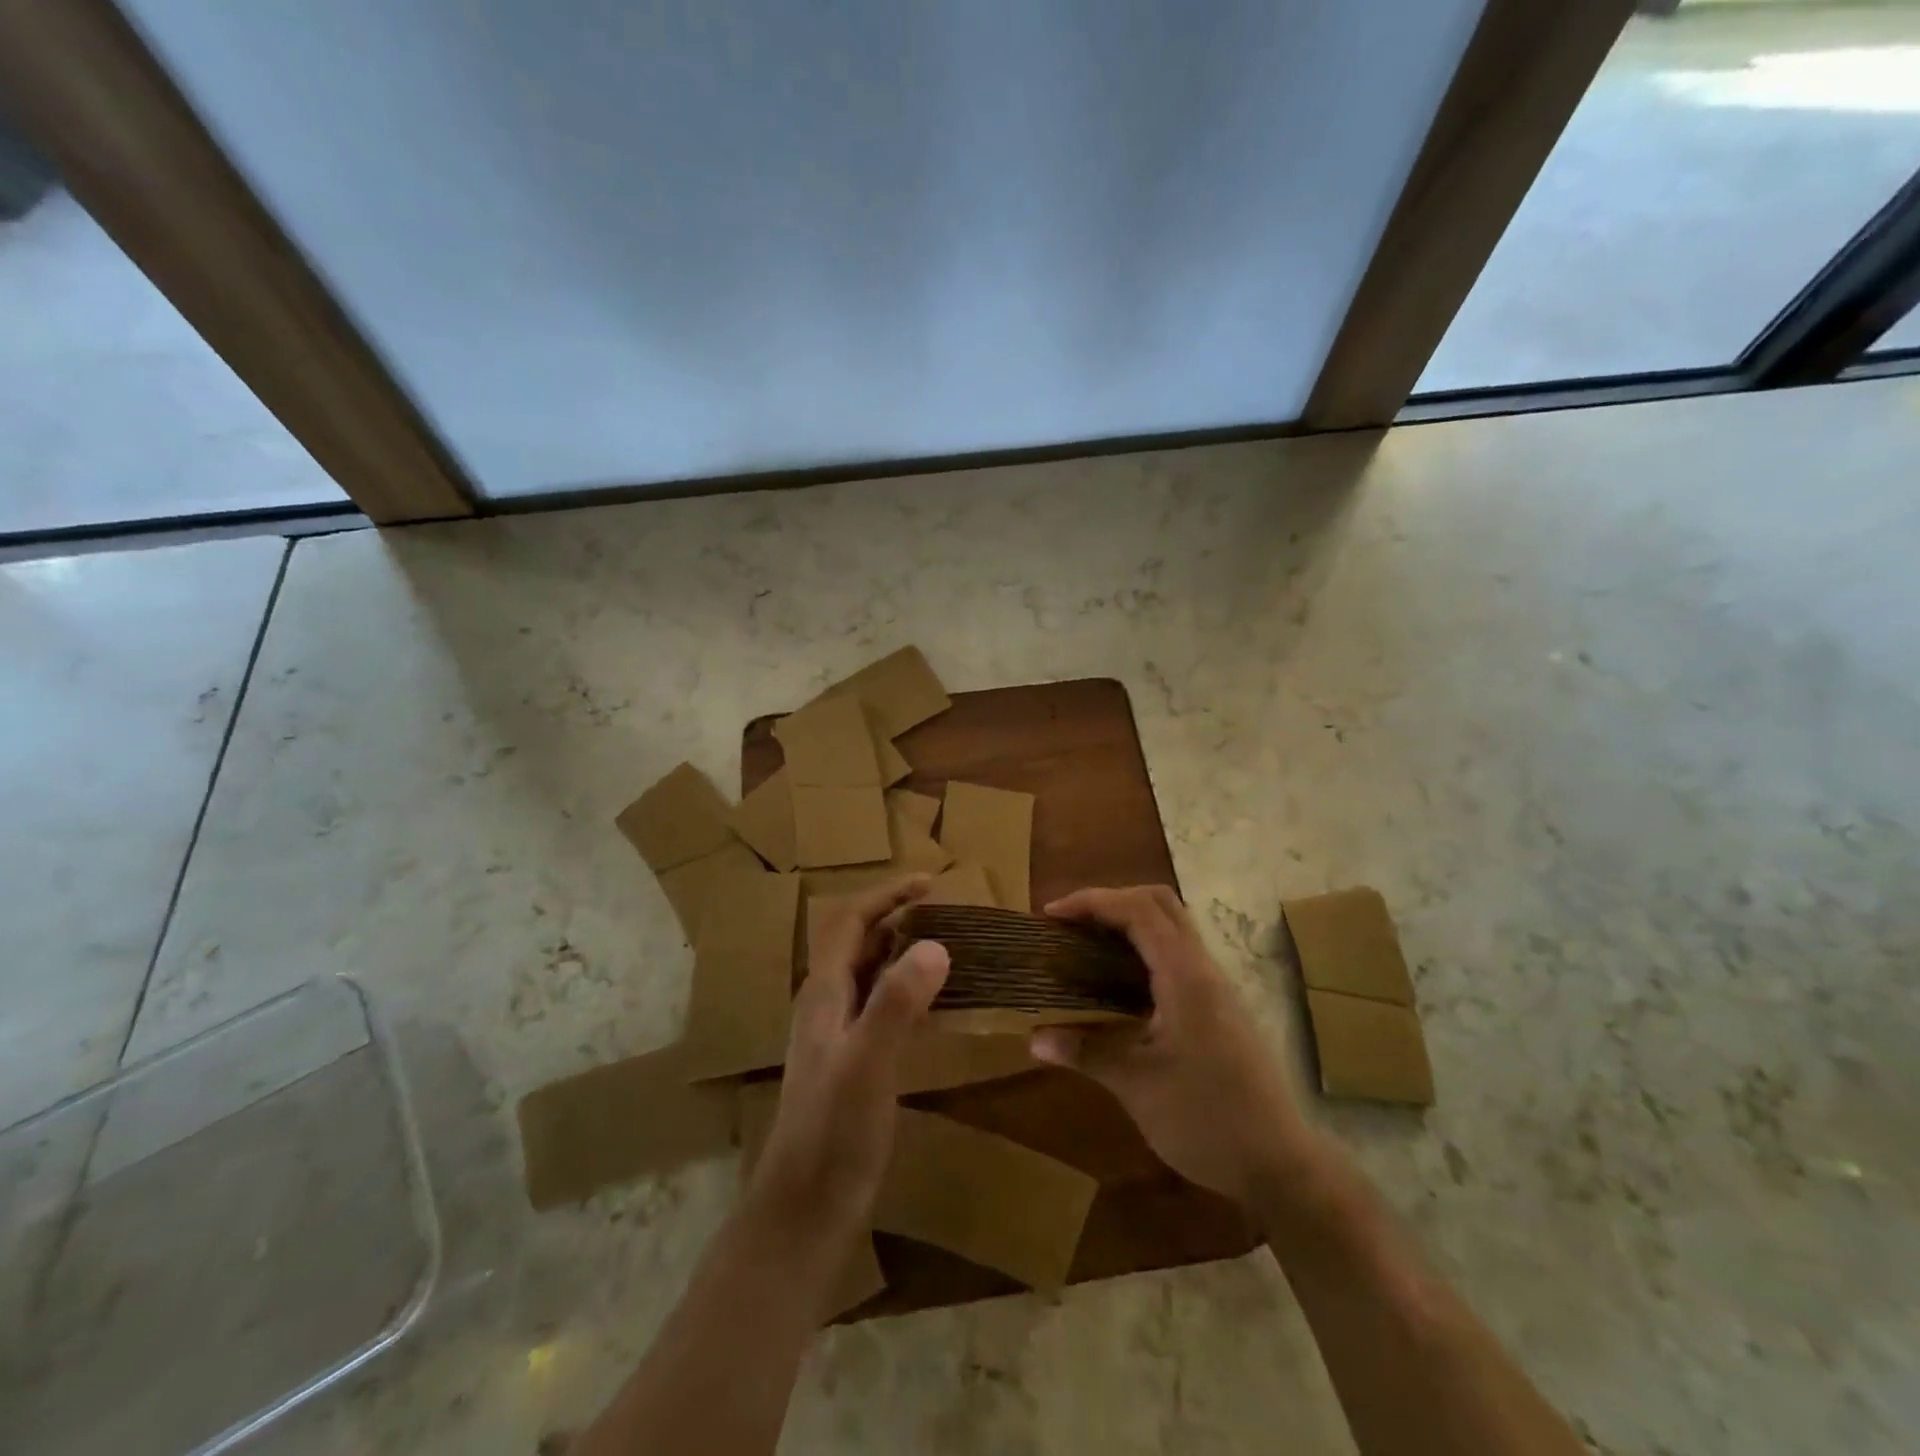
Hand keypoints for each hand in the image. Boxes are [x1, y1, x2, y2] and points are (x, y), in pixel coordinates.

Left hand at [748, 877, 950, 1236]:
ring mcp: (838, 1035)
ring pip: (872, 975)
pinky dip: (910, 992)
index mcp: (824, 993)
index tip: (929, 882)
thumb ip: (896, 1002)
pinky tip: (939, 1006)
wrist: (804, 1210)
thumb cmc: (832, 1133)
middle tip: (948, 912)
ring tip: (949, 947)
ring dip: (905, 952)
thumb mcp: (868, 1063)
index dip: (886, 896)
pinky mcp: (853, 1063)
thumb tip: (935, 944)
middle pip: (860, 943)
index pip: (850, 923)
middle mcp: (827, 1005)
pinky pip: (883, 1008)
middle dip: (899, 918)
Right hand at [1031, 885, 1310, 1207]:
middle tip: (1070, 924)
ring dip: (1128, 922)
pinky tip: (1118, 983)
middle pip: (1159, 903)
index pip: (1137, 910)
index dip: (1091, 901)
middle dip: (1110, 901)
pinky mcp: (1219, 1006)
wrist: (1281, 1165)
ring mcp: (1216, 986)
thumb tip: (1035, 1039)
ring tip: (1086, 945)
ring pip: (1172, 926)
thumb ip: (1087, 1052)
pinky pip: (1177, 953)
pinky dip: (1143, 947)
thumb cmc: (1208, 1120)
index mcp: (1185, 976)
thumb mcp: (1138, 1087)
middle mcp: (1203, 969)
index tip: (1051, 915)